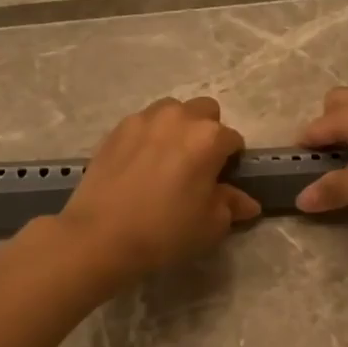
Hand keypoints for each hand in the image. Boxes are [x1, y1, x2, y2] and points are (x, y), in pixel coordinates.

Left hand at [57, 96, 261, 280]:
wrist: (100, 235)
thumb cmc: (165, 230)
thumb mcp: (210, 225)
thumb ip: (231, 205)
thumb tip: (247, 202)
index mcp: (209, 137)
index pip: (234, 140)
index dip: (232, 161)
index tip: (223, 180)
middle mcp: (179, 117)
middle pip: (205, 112)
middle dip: (207, 132)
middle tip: (197, 164)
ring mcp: (144, 119)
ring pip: (172, 111)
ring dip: (178, 128)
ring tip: (167, 159)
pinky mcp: (117, 128)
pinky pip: (143, 123)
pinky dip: (149, 136)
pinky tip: (141, 164)